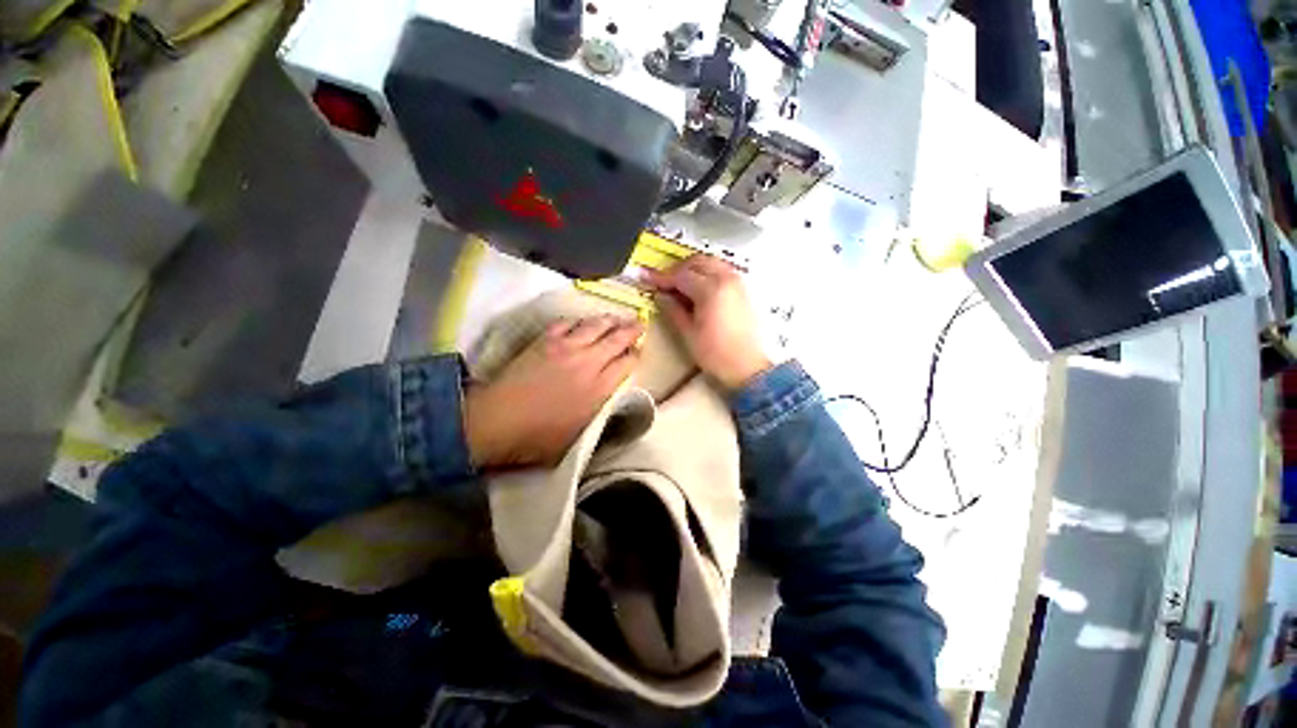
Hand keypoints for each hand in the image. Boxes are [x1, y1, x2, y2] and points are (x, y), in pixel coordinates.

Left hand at [464, 316, 642, 468]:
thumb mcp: (580, 435)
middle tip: (639, 324)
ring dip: (609, 320)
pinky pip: (567, 323)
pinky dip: (578, 322)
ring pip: (595, 325)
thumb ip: (600, 414)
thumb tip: (611, 401)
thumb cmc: (539, 437)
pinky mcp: (545, 341)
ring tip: (616, 318)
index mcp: (599, 388)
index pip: (628, 363)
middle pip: (617, 339)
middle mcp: (589, 362)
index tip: (638, 353)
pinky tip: (580, 323)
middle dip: (632, 330)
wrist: (499, 420)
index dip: (636, 356)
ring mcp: (566, 347)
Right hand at [644, 254, 771, 389]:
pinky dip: (707, 273)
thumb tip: (661, 296)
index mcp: (711, 291)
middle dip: (677, 269)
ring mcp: (738, 284)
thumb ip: (673, 310)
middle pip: (697, 262)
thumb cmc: (718, 355)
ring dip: (693, 269)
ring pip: (711, 263)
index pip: (681, 275)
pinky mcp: (744, 290)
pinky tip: (699, 289)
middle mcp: (727, 280)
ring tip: (679, 286)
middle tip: (663, 283)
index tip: (647, 278)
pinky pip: (722, 271)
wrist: (748, 367)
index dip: (661, 277)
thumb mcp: (688, 334)